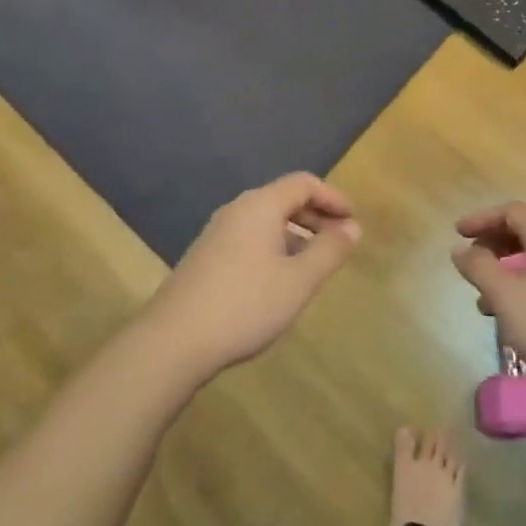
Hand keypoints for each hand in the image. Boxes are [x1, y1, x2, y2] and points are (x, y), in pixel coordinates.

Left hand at [144, 173, 362, 378]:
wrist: (172, 341)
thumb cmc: (245, 305)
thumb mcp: (299, 280)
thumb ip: (329, 251)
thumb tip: (352, 228)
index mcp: (261, 205)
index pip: (304, 183)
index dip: (333, 197)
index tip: (353, 220)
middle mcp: (237, 210)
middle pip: (284, 199)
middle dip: (316, 216)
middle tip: (339, 242)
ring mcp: (217, 233)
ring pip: (266, 221)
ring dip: (296, 234)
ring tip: (314, 263)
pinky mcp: (206, 257)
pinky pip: (250, 238)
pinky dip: (274, 247)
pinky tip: (279, 280)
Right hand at [452, 202, 525, 390]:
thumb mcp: (505, 295)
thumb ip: (479, 268)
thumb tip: (460, 250)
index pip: (511, 211)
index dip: (482, 218)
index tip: (458, 233)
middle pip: (522, 232)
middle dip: (491, 244)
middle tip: (469, 262)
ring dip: (502, 270)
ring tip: (482, 297)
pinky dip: (518, 287)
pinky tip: (507, 316)